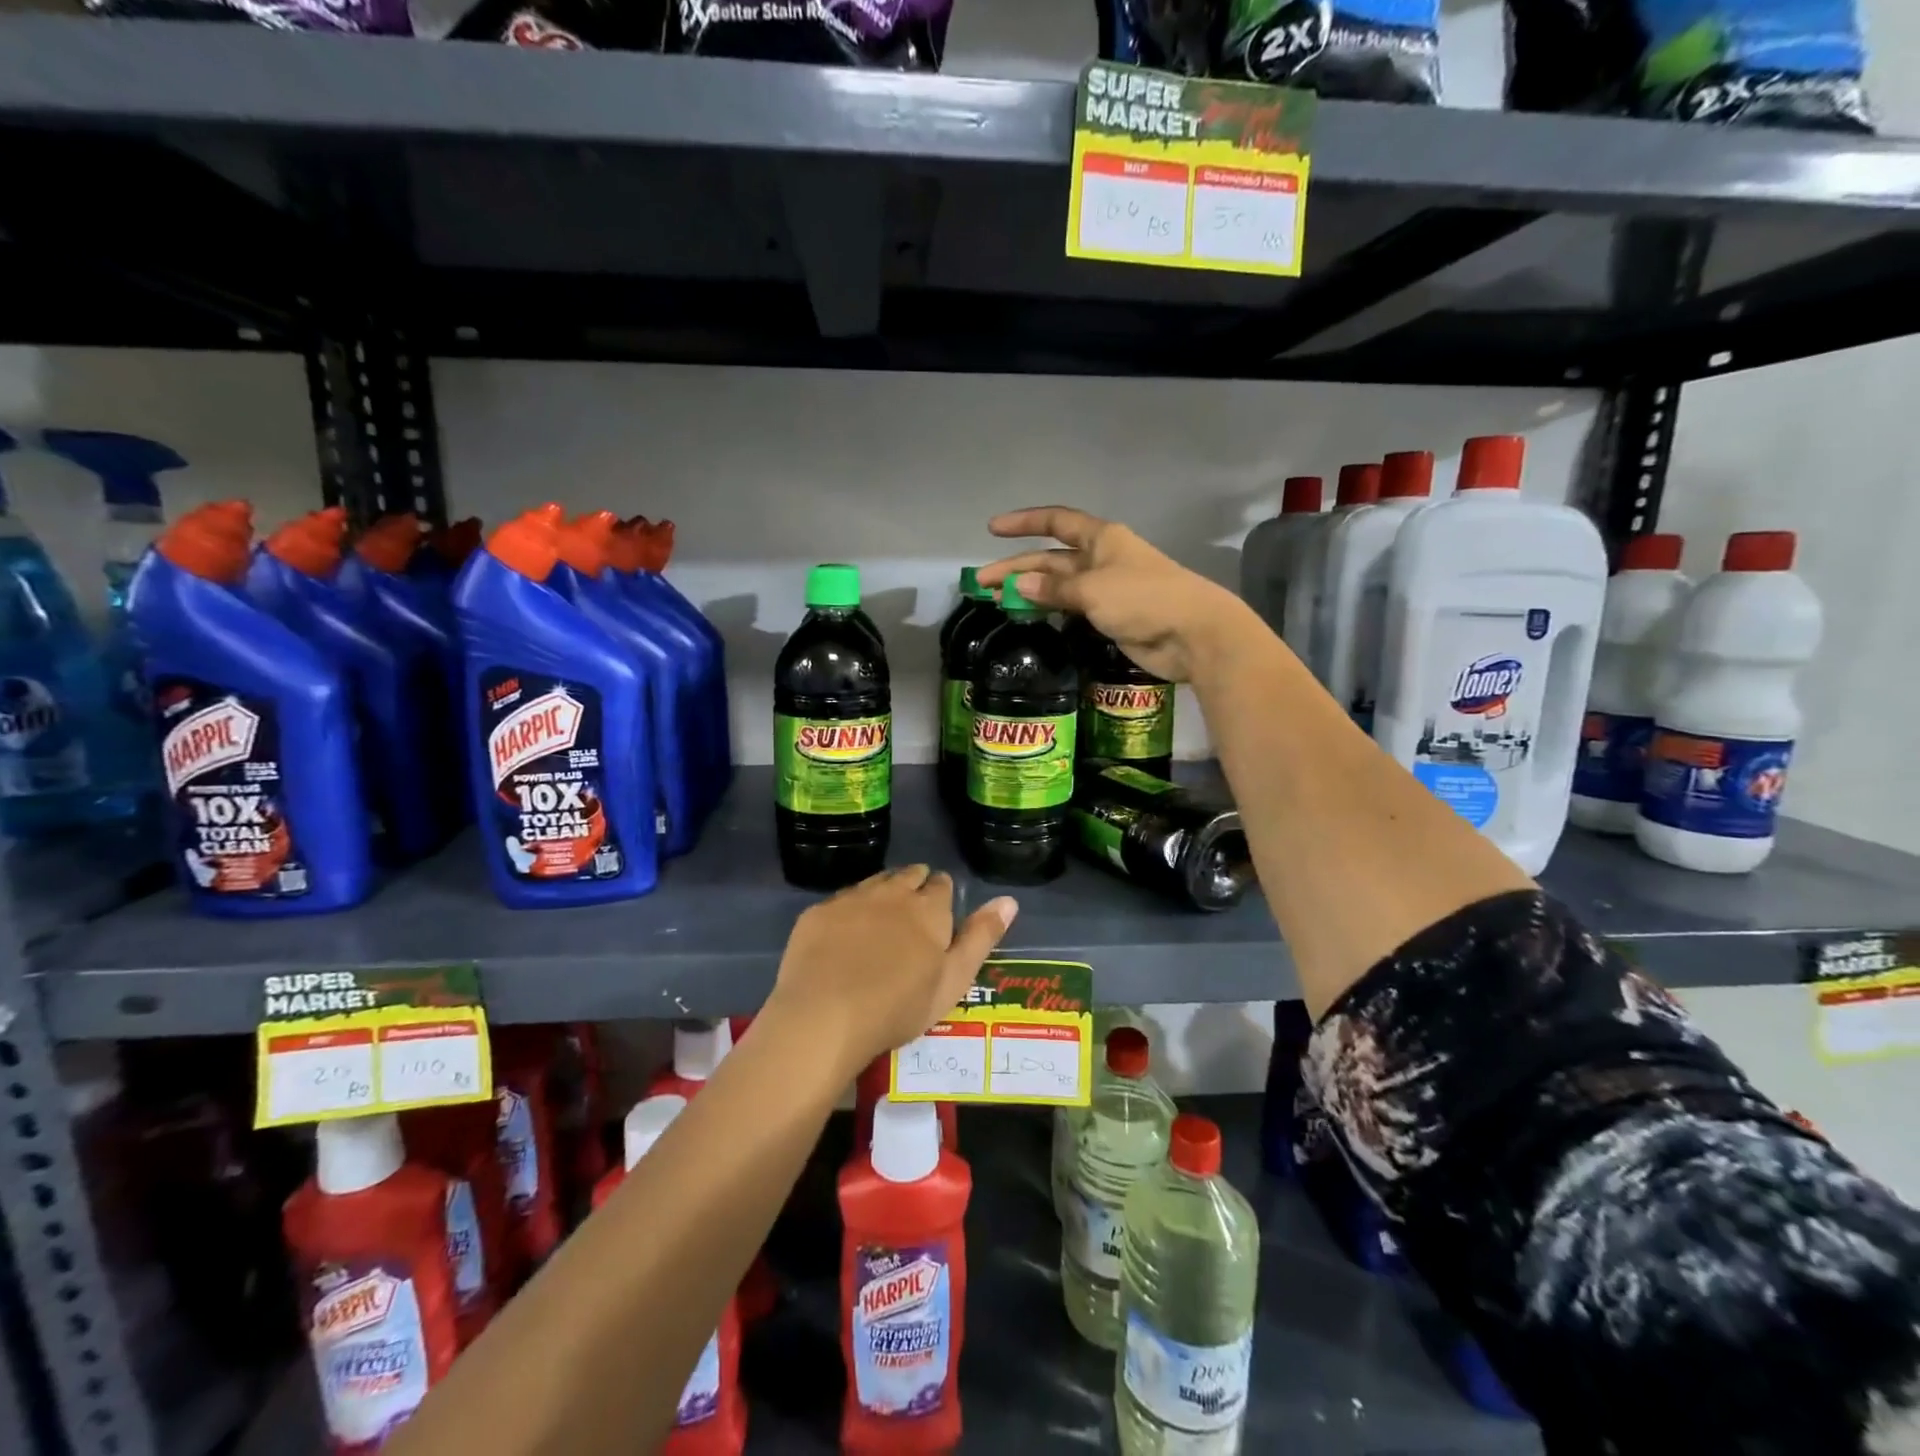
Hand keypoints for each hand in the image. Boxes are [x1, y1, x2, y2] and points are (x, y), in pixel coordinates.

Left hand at [763, 866, 1017, 1076]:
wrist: (825, 1016)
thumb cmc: (899, 1006)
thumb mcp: (953, 979)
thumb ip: (981, 937)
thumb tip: (1009, 899)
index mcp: (928, 908)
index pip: (942, 884)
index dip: (942, 897)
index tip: (938, 917)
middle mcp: (892, 892)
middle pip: (908, 875)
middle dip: (914, 887)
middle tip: (911, 918)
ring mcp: (851, 899)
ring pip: (874, 883)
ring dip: (883, 894)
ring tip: (880, 921)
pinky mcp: (818, 912)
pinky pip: (841, 901)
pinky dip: (848, 912)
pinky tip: (843, 936)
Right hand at [979, 506, 1258, 682]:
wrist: (1192, 634)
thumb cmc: (1144, 599)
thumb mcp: (1093, 590)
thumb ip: (1055, 590)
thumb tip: (1020, 588)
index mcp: (1101, 539)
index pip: (1056, 522)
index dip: (1024, 523)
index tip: (993, 530)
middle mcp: (1101, 558)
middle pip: (1051, 559)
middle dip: (1018, 568)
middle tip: (983, 583)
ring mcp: (1105, 588)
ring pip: (1059, 585)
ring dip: (1030, 591)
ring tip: (998, 602)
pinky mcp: (1110, 615)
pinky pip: (1071, 607)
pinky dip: (1049, 609)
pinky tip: (1029, 616)